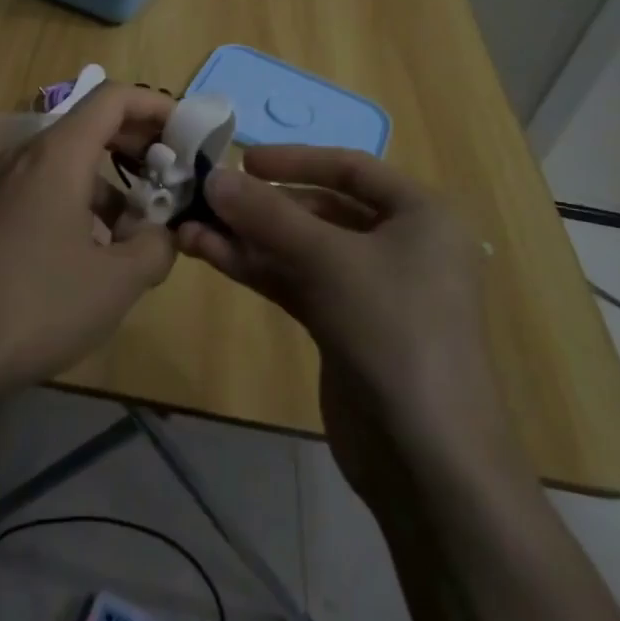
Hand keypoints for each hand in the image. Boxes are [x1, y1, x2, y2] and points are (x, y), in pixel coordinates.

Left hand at [0, 83, 178, 391]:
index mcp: (58, 155)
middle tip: (174, 178)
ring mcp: (3, 186)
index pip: (114, 98)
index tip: (190, 132)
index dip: (157, 106)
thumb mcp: (116, 282)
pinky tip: (95, 254)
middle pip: (92, 126)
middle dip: (139, 146)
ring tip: (140, 231)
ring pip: (70, 164)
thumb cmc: (36, 305)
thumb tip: (163, 235)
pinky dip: (81, 205)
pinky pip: (47, 190)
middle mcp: (27, 157)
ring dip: (112, 185)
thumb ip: (155, 248)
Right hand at [178, 146, 520, 490]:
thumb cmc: (394, 331)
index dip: (295, 159)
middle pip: (320, 209)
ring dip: (249, 238)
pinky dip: (257, 268)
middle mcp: (401, 245)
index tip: (242, 160)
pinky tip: (211, 254)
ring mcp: (372, 289)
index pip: (350, 168)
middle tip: (206, 198)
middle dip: (262, 206)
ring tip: (190, 227)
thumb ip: (268, 215)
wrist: (428, 461)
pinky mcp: (345, 326)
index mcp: (421, 215)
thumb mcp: (329, 261)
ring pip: (301, 249)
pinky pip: (297, 282)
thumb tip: (214, 176)